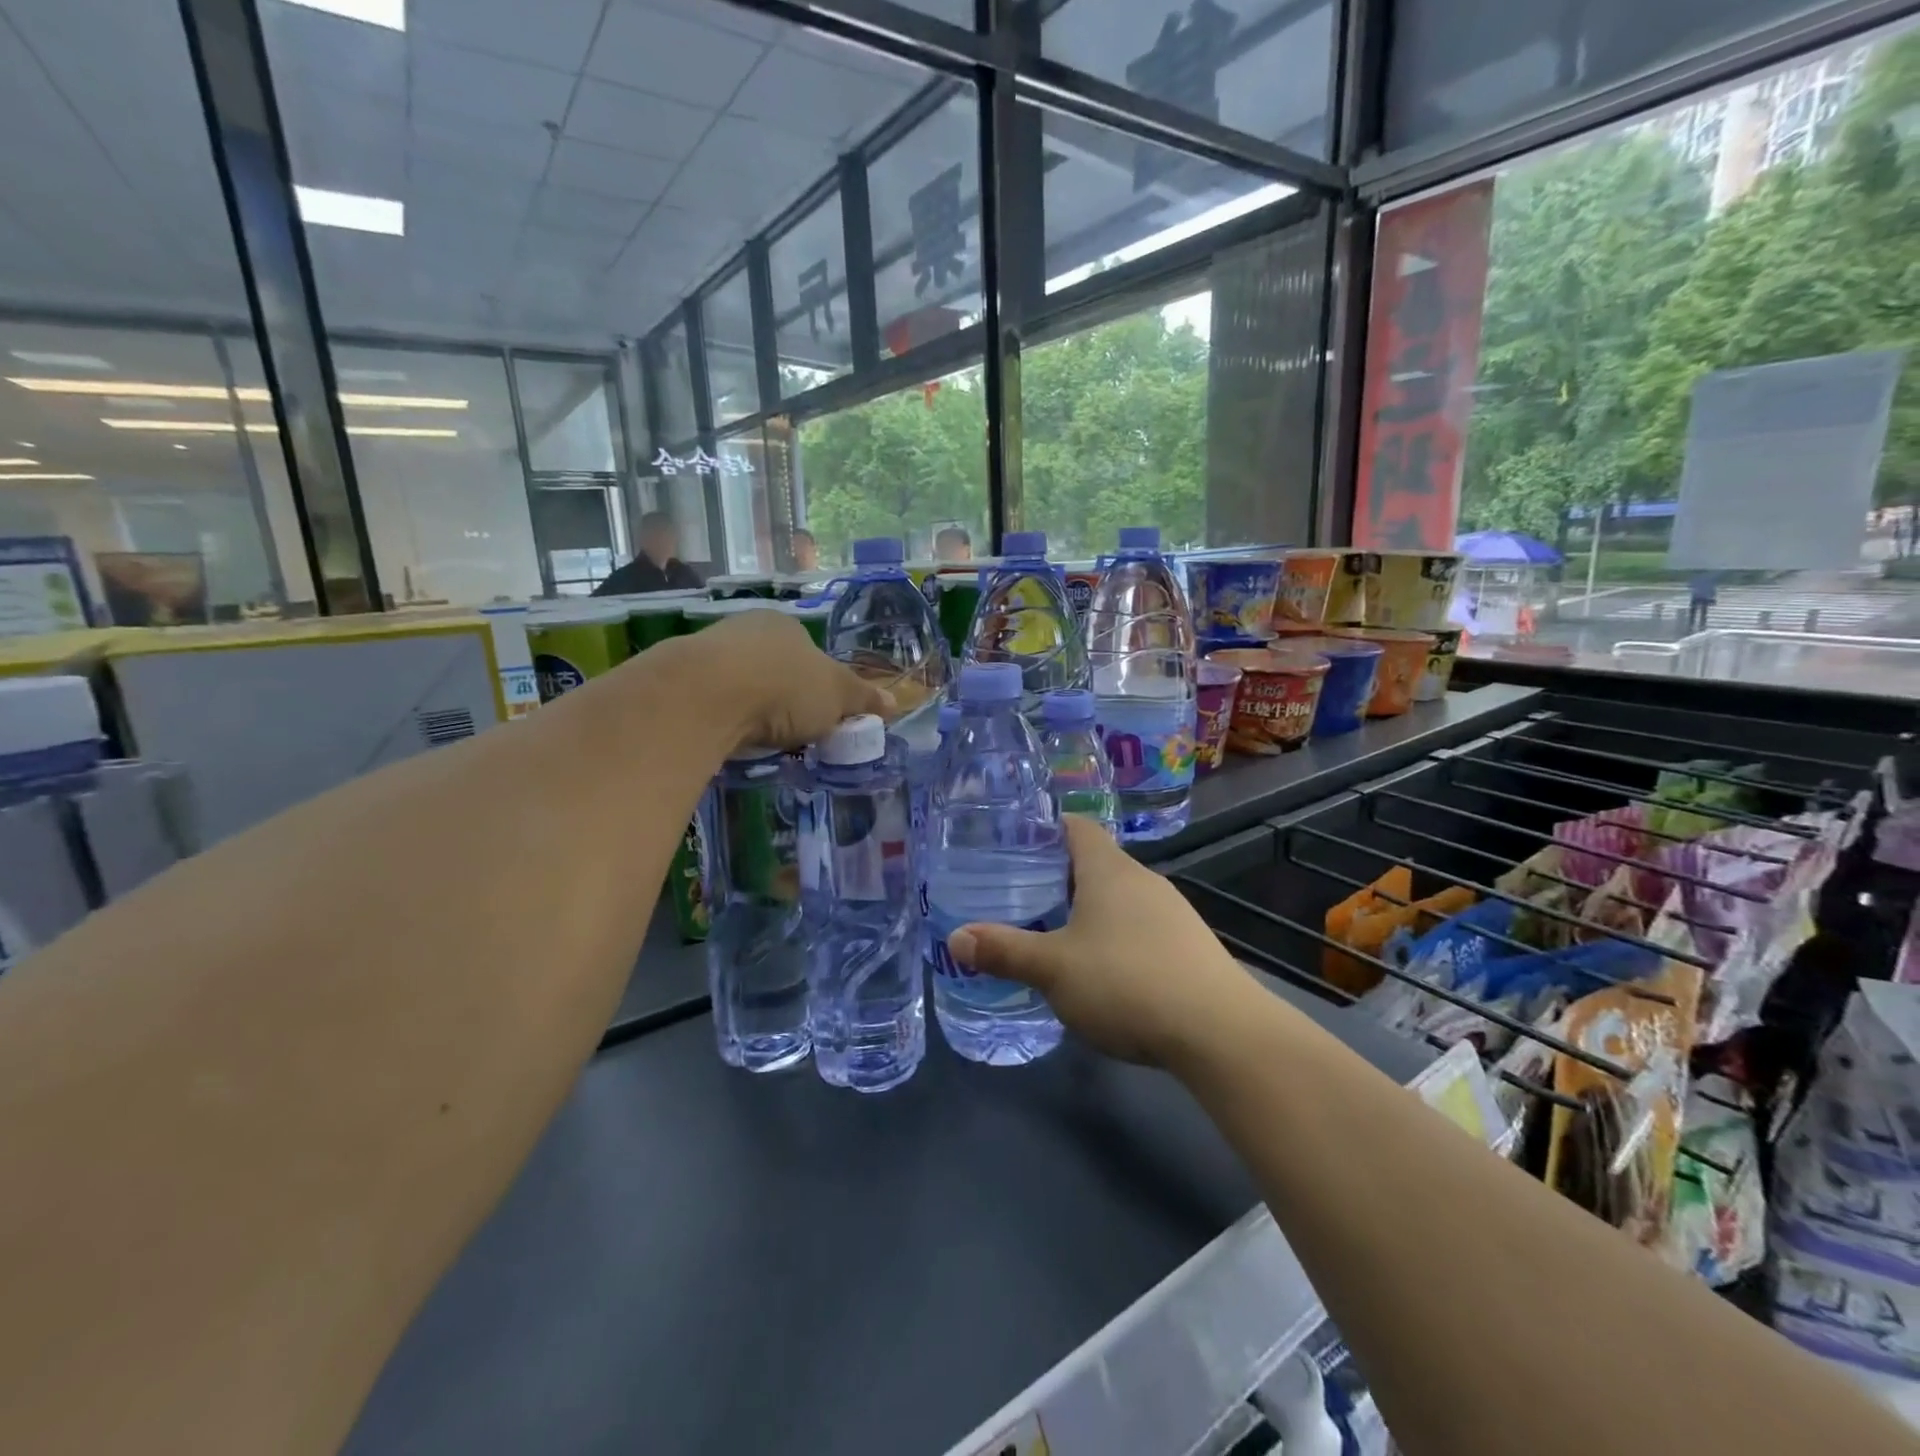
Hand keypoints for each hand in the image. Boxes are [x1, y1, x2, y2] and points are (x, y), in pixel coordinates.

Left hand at [678, 607, 891, 751]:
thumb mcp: (837, 697)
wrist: (708, 694)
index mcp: (787, 625)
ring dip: (751, 707)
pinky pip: (713, 699)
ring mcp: (710, 649)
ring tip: (759, 738)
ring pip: (741, 681)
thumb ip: (863, 699)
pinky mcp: (681, 676)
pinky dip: (724, 716)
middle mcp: (748, 627)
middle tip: (792, 731)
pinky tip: (728, 735)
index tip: (820, 715)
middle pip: (774, 666)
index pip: (810, 653)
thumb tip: (894, 703)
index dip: (819, 686)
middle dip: (783, 697)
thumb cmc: (785, 687)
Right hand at [946, 817, 1269, 1067]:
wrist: (1218, 1032)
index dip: (1046, 829)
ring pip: (1119, 897)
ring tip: (1053, 935)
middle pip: (1096, 863)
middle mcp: (1143, 880)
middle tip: (1020, 896)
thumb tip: (956, 938)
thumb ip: (1004, 951)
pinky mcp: (1189, 945)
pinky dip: (1116, 937)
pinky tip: (1103, 972)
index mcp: (1109, 869)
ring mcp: (1173, 912)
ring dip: (1088, 910)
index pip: (1076, 826)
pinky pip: (1141, 927)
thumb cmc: (1125, 982)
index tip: (1015, 845)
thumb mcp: (1053, 969)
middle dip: (1059, 877)